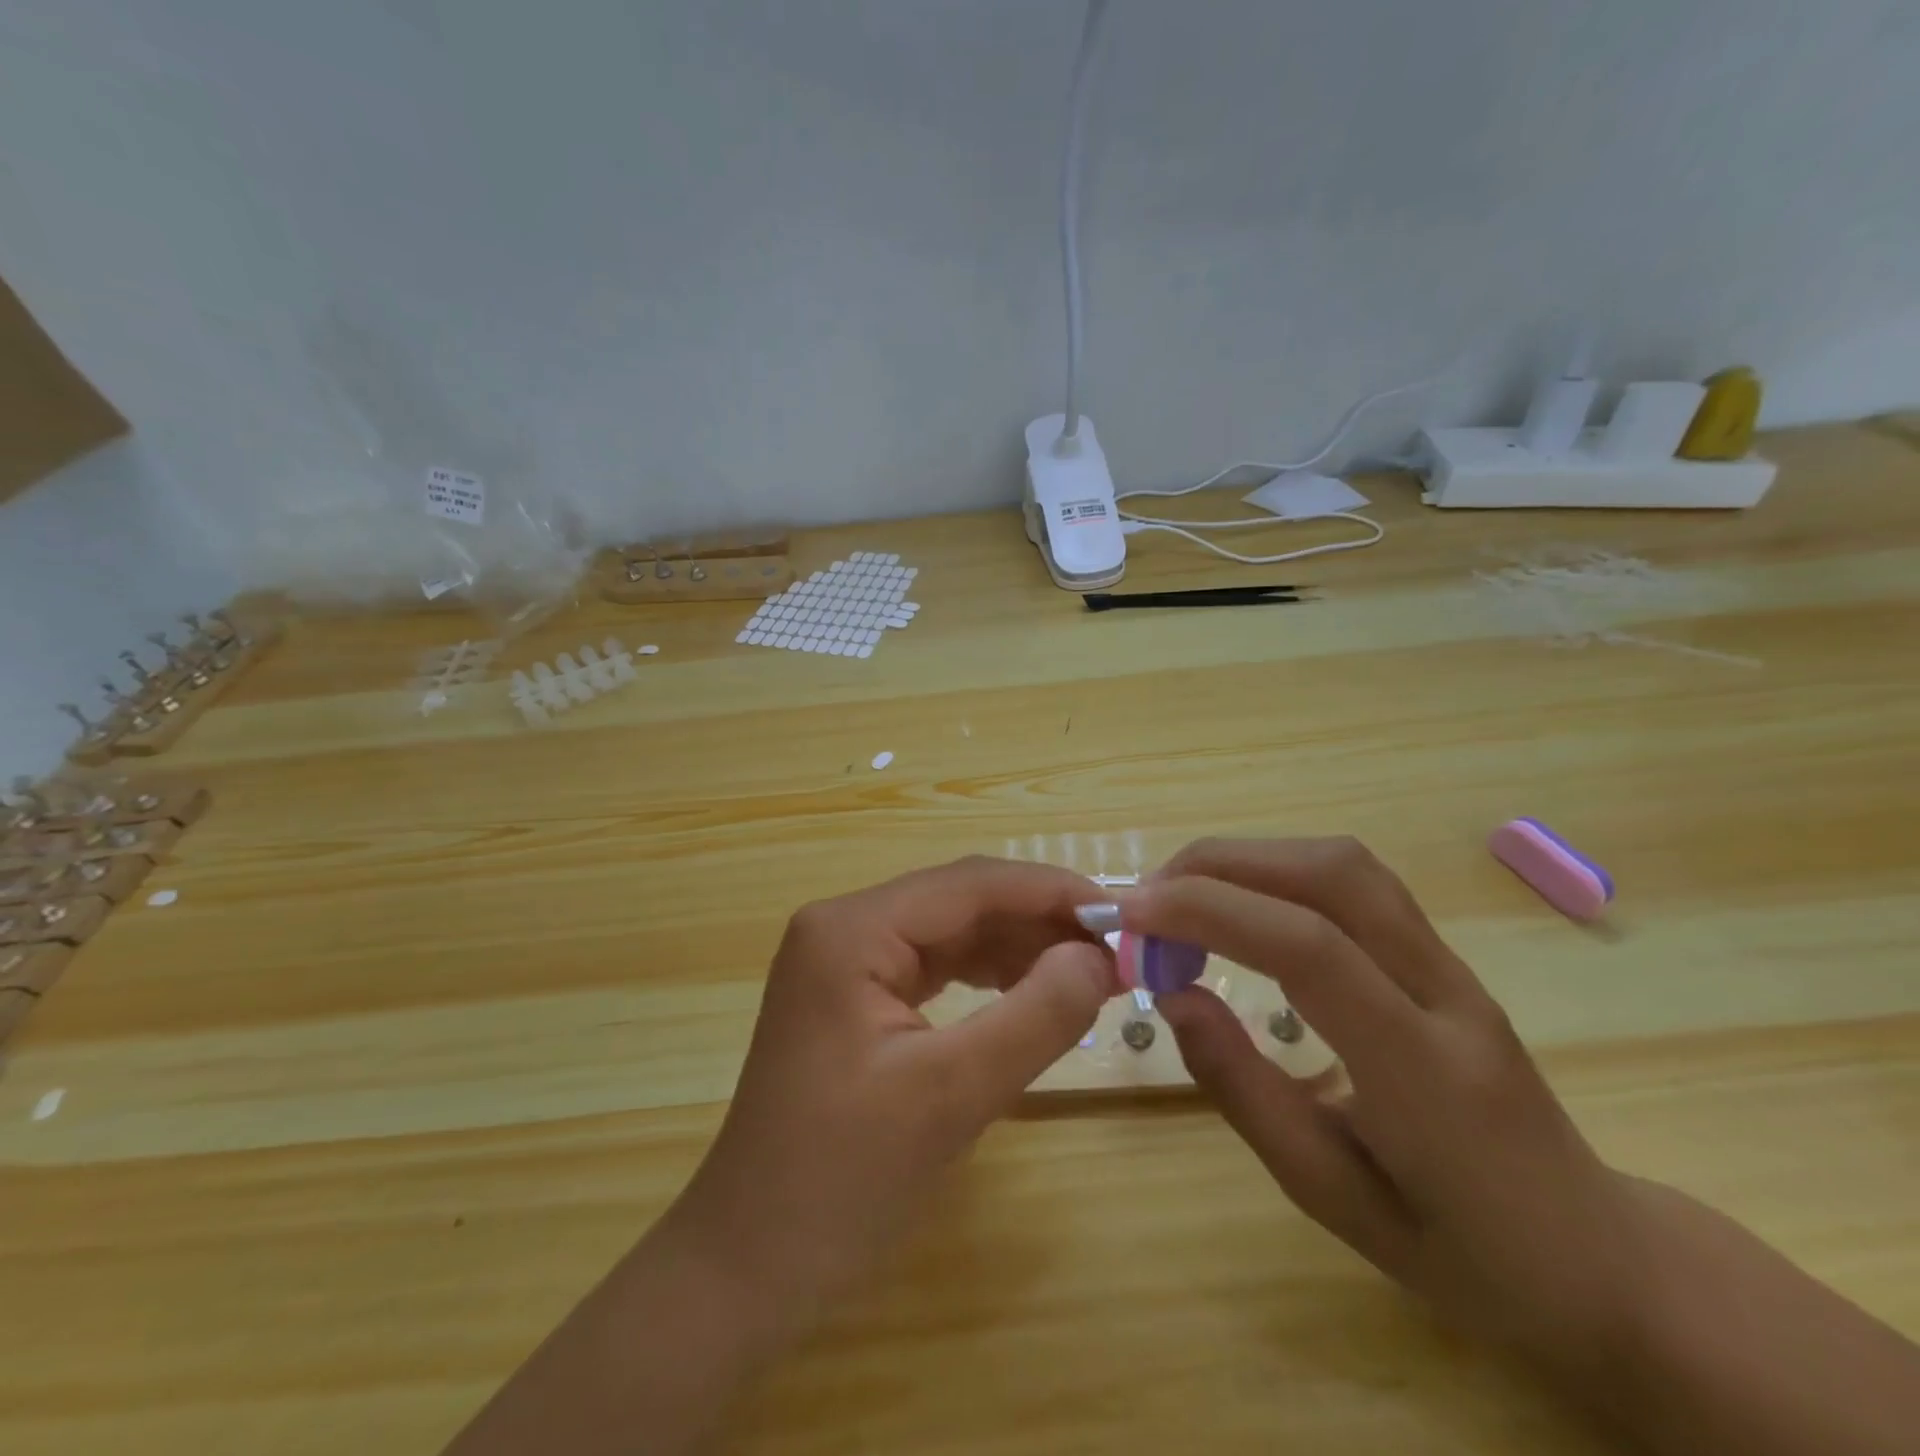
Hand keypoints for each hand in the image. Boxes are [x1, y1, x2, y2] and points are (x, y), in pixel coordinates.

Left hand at [666, 856, 1117, 1323]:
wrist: (748, 1266)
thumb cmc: (839, 1183)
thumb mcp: (950, 1096)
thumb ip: (1034, 1016)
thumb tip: (1099, 957)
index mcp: (851, 929)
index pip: (970, 884)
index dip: (1052, 892)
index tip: (1125, 918)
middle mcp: (845, 926)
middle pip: (961, 901)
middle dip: (1040, 921)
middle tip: (1117, 952)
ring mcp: (846, 960)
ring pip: (952, 931)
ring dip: (1020, 946)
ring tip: (1089, 973)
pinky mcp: (856, 995)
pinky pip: (936, 965)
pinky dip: (989, 974)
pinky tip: (1033, 990)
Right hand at [1127, 838, 1653, 1376]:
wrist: (1599, 1259)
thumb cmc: (1461, 1252)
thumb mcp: (1333, 1198)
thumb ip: (1246, 1092)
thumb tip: (1174, 996)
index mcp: (1423, 1070)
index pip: (1309, 949)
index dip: (1209, 912)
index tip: (1132, 918)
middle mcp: (1444, 991)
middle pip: (1330, 874)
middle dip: (1219, 866)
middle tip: (1147, 903)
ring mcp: (1451, 964)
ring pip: (1343, 863)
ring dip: (1248, 859)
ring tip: (1181, 897)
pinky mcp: (1441, 953)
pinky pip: (1353, 881)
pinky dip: (1278, 871)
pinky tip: (1240, 905)